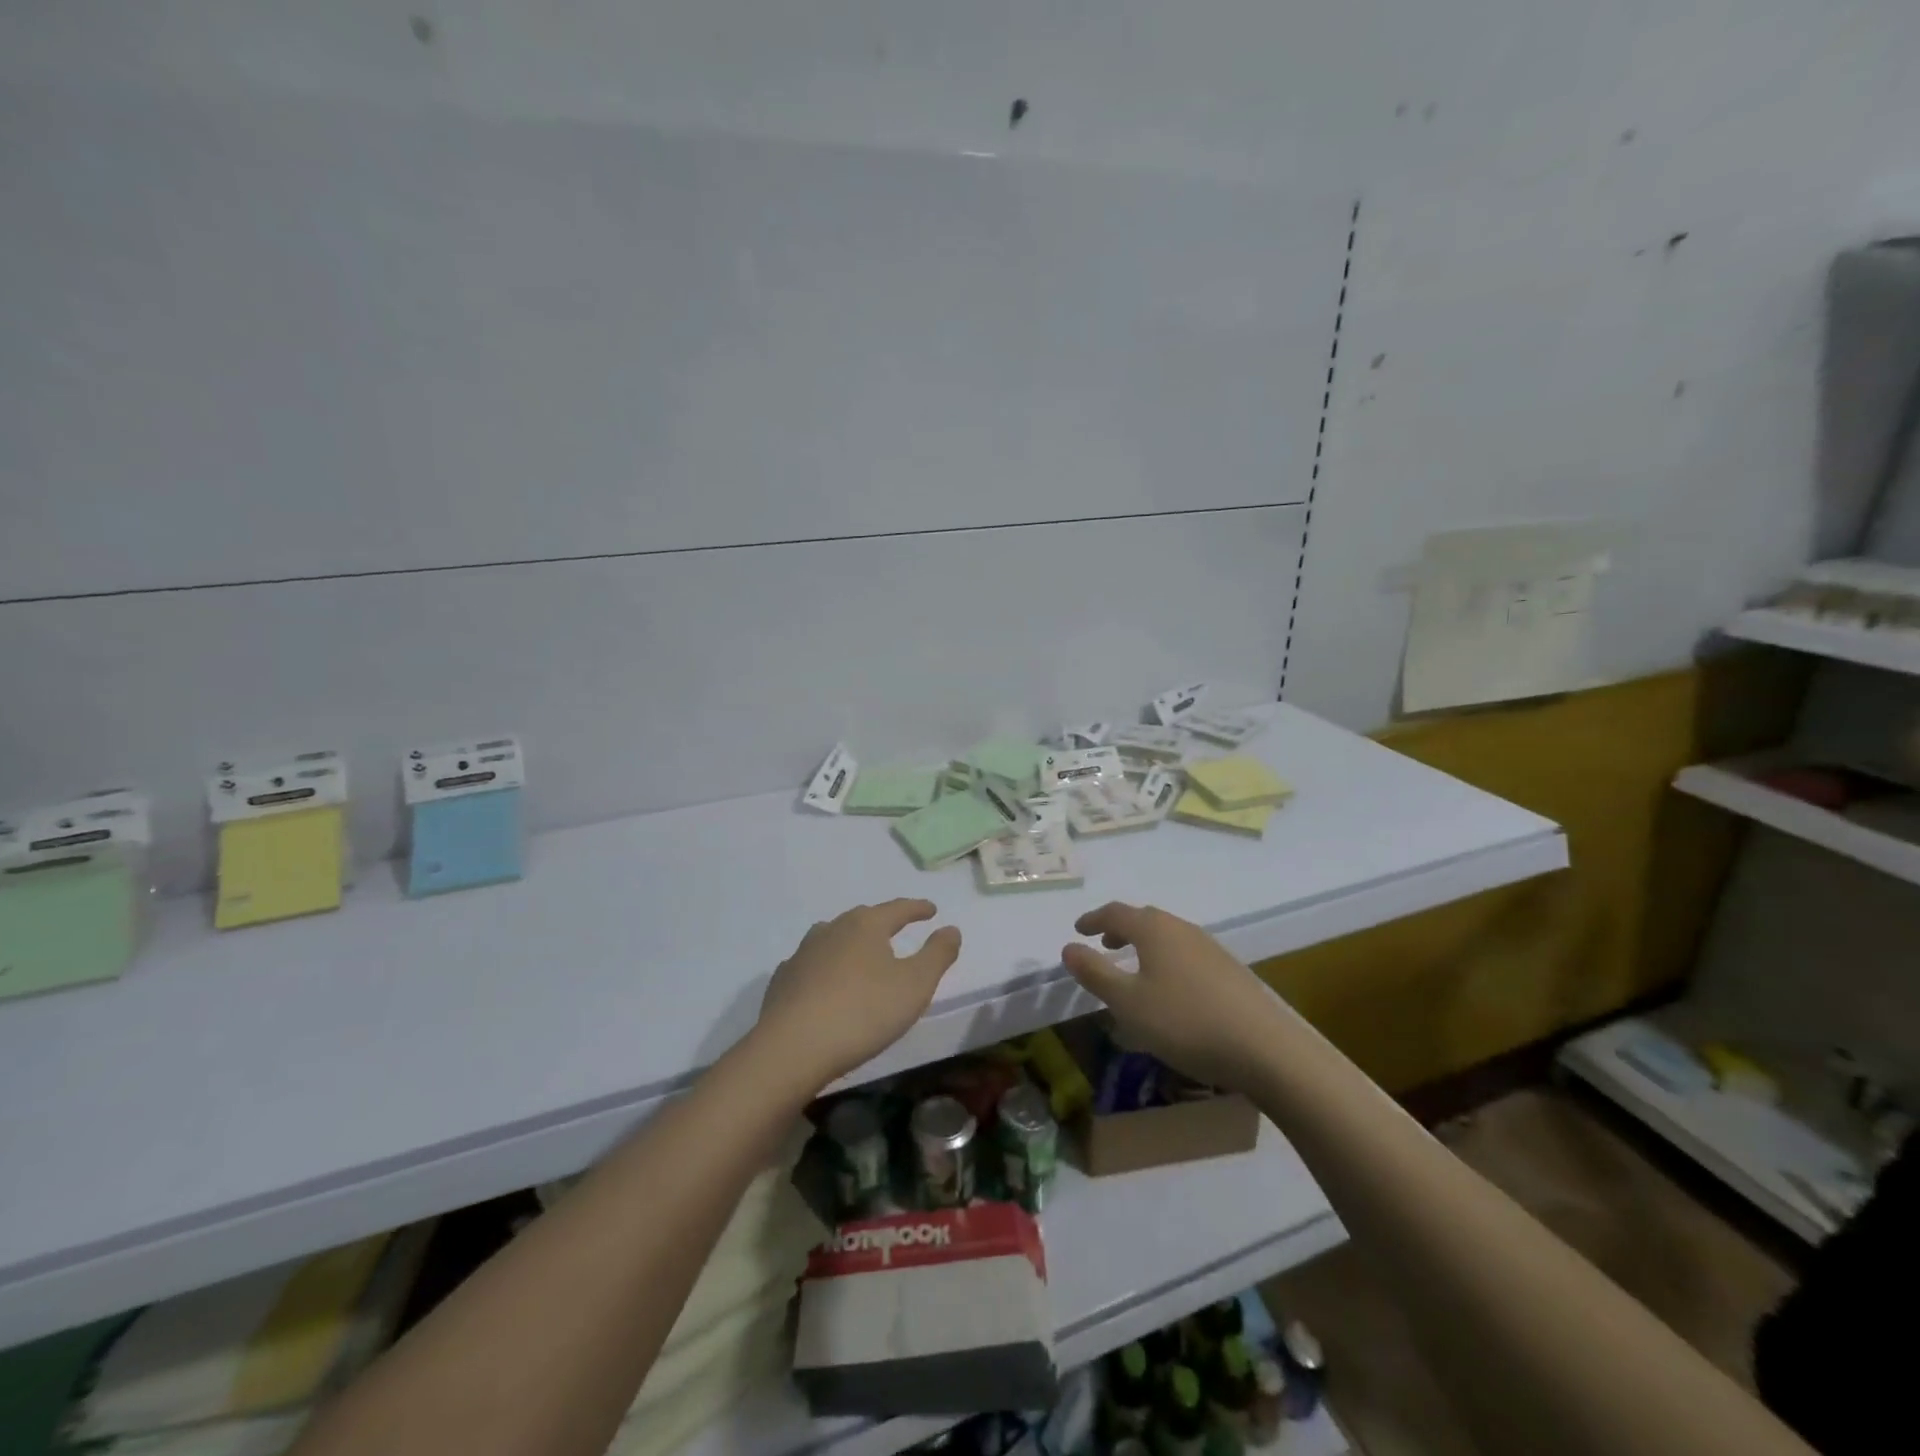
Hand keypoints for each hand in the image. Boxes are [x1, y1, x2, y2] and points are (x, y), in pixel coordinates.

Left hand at [754, 900, 962, 1092]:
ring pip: (833, 938)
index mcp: (866, 925)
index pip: (898, 908)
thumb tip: (951, 928)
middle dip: (882, 922)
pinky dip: (824, 967)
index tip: (931, 909)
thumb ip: (937, 954)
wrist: (792, 1048)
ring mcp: (803, 953)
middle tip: (897, 928)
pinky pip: (811, 964)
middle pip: (863, 918)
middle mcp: (832, 929)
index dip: (917, 908)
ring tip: (862, 954)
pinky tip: (825, 981)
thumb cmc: (864, 1012)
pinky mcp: (783, 980)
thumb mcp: (916, 985)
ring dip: (851, 942)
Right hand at [1061, 902, 1285, 1093]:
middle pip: (1145, 919)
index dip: (1093, 919)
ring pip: (1168, 936)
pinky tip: (1170, 989)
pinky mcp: (1230, 971)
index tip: (1078, 929)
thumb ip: (1095, 973)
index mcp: (1154, 930)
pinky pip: (1186, 954)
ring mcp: (1211, 948)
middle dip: (1120, 929)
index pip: (1116, 913)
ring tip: (1134, 967)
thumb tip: (1069, 947)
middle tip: (1104, 944)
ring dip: (1145, 945)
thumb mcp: (1128, 1003)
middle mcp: (1182, 929)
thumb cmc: (1185, 1021)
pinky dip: (1167, 960)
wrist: (1265, 1048)